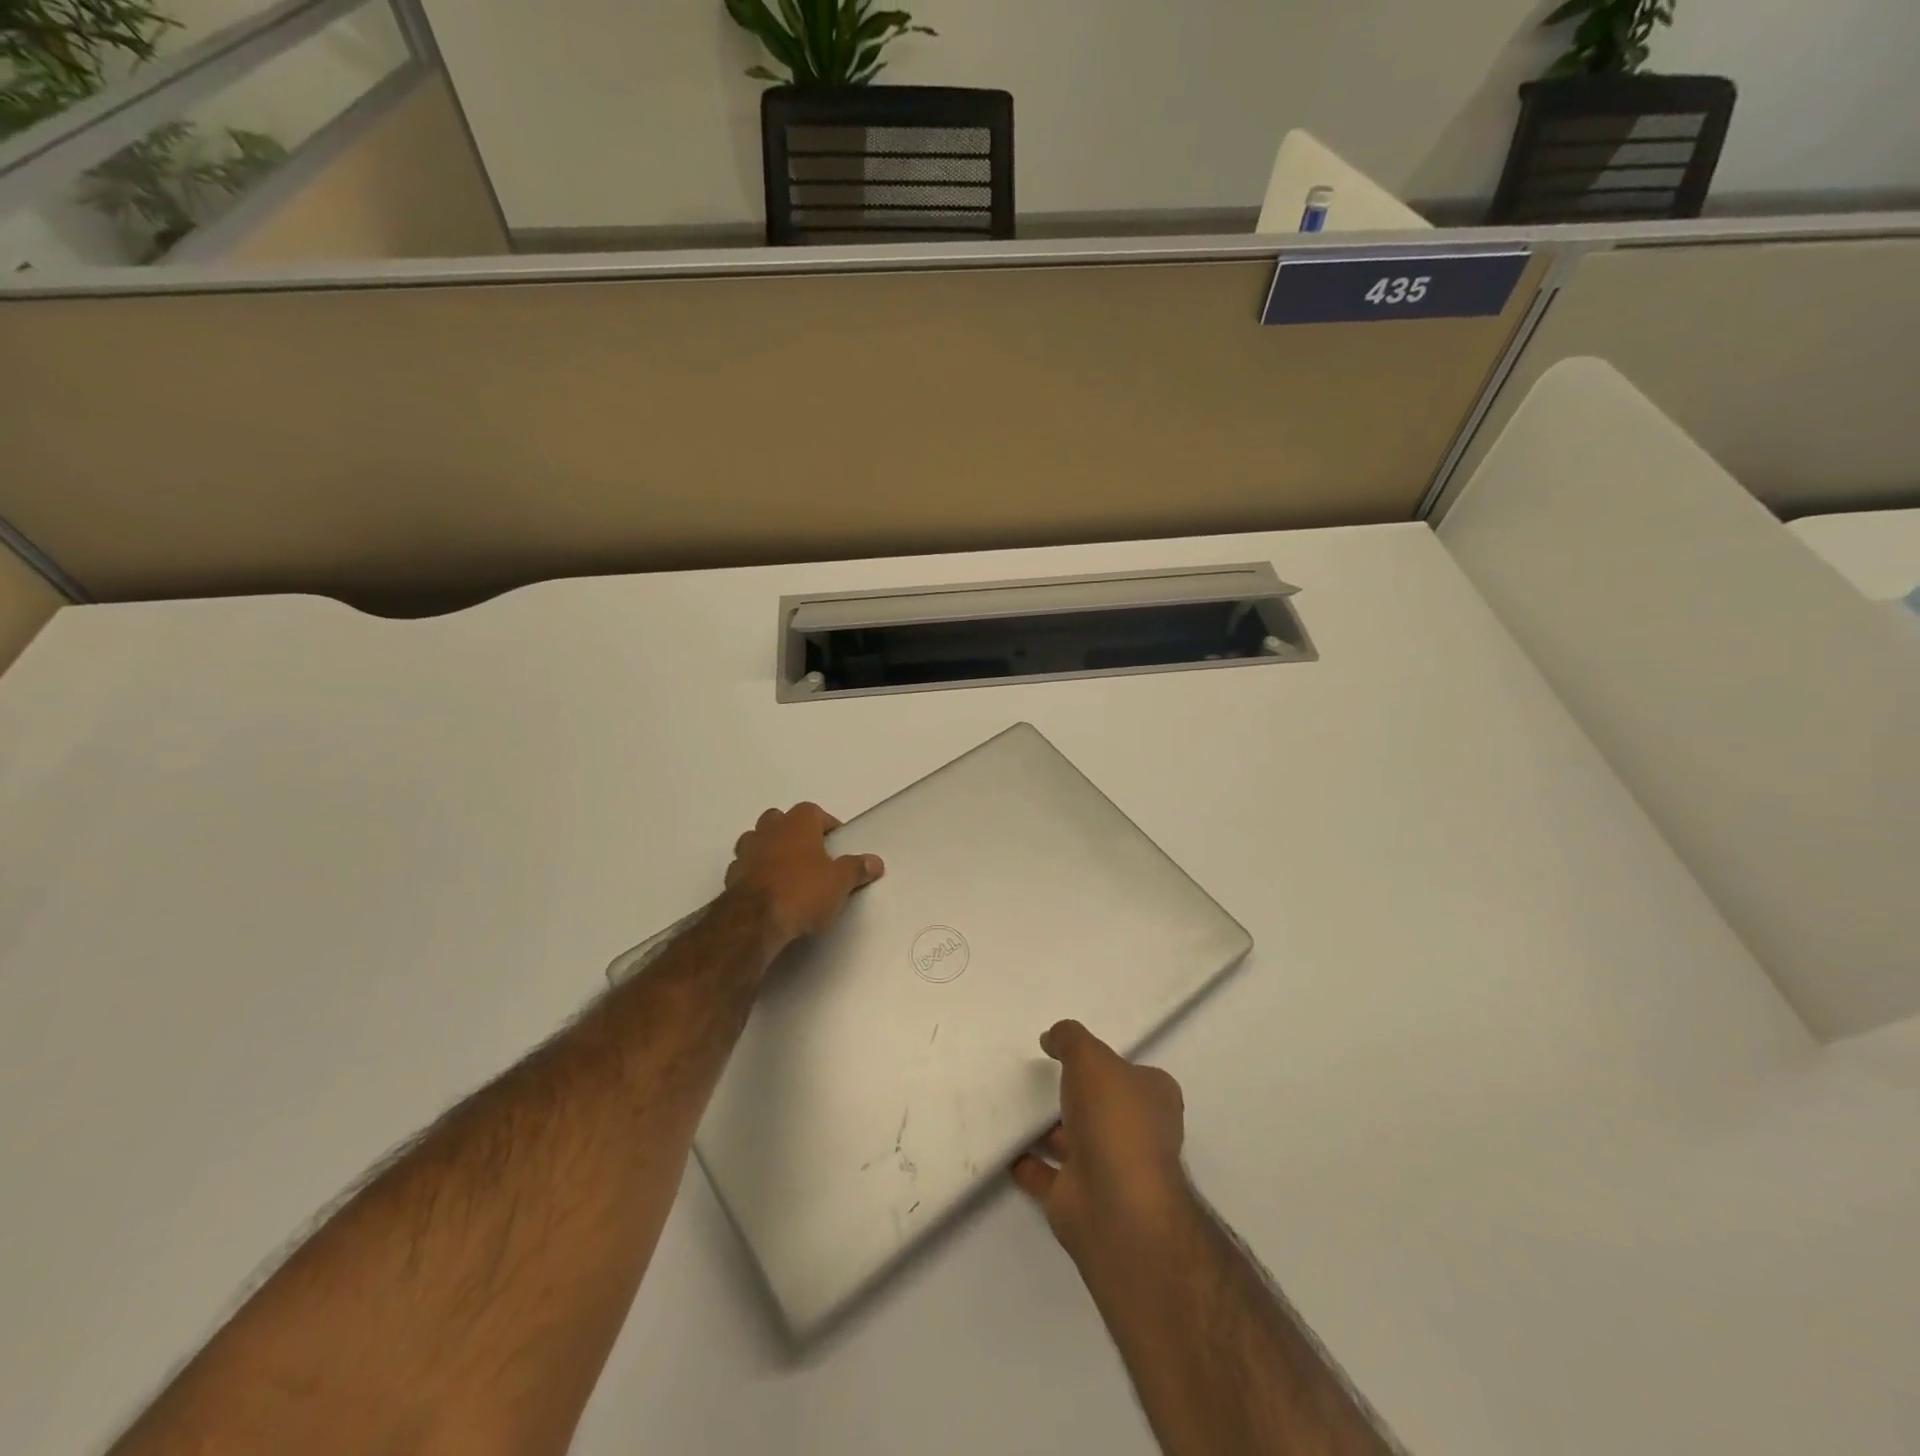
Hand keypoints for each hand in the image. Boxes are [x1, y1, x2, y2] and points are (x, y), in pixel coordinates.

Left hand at [724, 802, 883, 951]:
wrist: (755, 921)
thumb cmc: (803, 891)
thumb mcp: (839, 882)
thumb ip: (856, 868)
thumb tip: (875, 861)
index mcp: (798, 823)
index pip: (814, 811)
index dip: (827, 826)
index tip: (837, 844)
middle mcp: (769, 829)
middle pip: (781, 820)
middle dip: (794, 832)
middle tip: (811, 855)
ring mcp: (746, 851)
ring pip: (757, 839)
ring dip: (770, 849)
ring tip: (787, 871)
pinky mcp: (731, 875)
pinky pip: (745, 866)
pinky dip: (755, 872)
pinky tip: (767, 890)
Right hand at [1011, 1020, 1195, 1266]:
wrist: (1115, 1205)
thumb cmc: (1114, 1118)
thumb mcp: (1090, 1057)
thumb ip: (1070, 1039)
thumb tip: (1052, 1037)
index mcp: (1154, 1099)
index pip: (1133, 1074)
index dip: (1107, 1063)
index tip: (1075, 1054)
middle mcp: (1138, 1134)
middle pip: (1103, 1107)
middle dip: (1077, 1096)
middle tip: (1040, 1077)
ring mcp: (1110, 1169)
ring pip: (1075, 1140)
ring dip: (1050, 1129)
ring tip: (1014, 1106)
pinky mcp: (1080, 1198)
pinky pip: (1049, 1175)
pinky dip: (1030, 1164)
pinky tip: (1006, 1148)